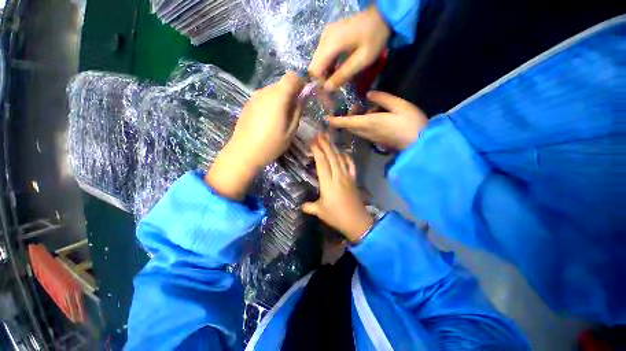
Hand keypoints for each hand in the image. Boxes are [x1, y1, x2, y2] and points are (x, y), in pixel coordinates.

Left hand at [206, 73, 303, 199]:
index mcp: (278, 96)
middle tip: (293, 112)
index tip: (303, 97)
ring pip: (273, 91)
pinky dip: (271, 104)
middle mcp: (265, 91)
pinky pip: (264, 98)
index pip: (292, 77)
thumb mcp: (291, 131)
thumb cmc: (271, 144)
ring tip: (281, 119)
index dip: (300, 83)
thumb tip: (300, 99)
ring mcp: (254, 97)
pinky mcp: (248, 104)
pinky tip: (269, 121)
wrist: (244, 152)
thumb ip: (297, 112)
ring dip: (281, 99)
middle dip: (291, 94)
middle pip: (282, 84)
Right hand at [302, 133, 373, 242]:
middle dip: (325, 144)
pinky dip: (346, 157)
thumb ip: (309, 206)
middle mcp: (338, 176)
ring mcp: (347, 177)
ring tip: (329, 138)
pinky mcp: (353, 179)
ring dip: (334, 147)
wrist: (357, 221)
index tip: (313, 141)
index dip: (317, 151)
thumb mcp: (320, 211)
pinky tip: (343, 152)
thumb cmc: (336, 216)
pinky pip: (350, 165)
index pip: (322, 163)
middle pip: (331, 157)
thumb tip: (302, 205)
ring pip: (340, 158)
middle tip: (320, 133)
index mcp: (328, 183)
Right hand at [309, 5, 390, 90]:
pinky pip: (322, 56)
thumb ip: (343, 74)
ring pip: (317, 61)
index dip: (320, 83)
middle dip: (321, 79)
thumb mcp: (361, 60)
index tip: (330, 91)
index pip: (314, 69)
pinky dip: (327, 66)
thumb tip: (327, 89)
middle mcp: (324, 39)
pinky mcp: (329, 36)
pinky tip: (336, 71)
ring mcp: (325, 36)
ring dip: (325, 74)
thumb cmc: (374, 38)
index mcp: (330, 44)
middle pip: (314, 66)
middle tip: (333, 89)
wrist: (381, 16)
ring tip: (335, 82)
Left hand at [327, 91, 427, 149]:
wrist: (419, 143)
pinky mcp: (376, 139)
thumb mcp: (399, 105)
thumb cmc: (411, 123)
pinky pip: (362, 131)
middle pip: (349, 126)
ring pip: (355, 129)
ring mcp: (370, 137)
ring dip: (352, 120)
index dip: (335, 121)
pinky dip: (360, 123)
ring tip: (360, 108)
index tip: (325, 119)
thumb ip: (382, 99)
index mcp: (369, 123)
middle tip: (349, 106)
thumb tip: (369, 95)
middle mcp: (366, 132)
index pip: (347, 122)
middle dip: (344, 118)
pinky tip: (369, 115)